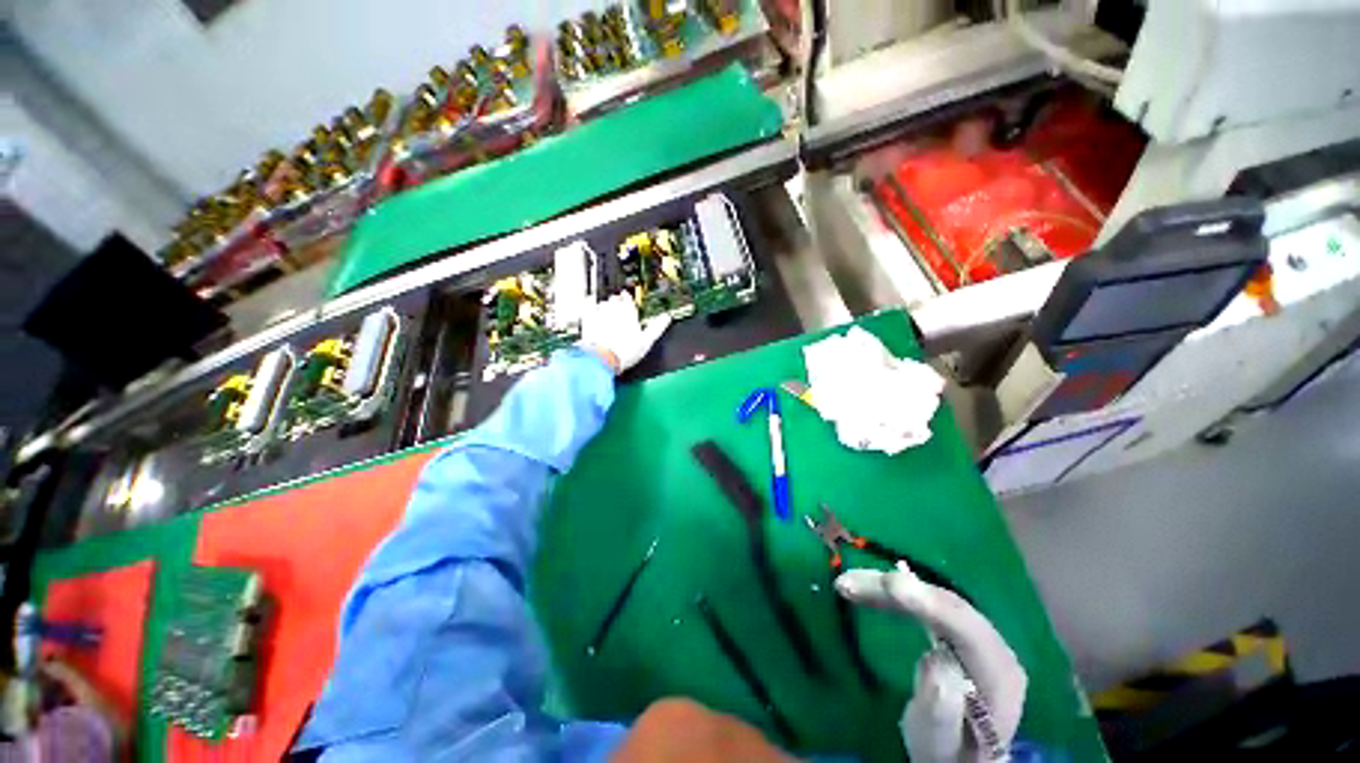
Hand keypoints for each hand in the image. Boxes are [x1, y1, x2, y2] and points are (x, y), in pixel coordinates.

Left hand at [580, 294, 671, 374]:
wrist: (601, 359)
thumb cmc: (623, 352)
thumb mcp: (646, 342)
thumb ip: (657, 328)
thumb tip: (667, 318)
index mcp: (628, 313)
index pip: (629, 299)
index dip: (629, 299)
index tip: (628, 300)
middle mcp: (613, 309)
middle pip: (615, 299)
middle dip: (617, 302)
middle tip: (619, 307)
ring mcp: (598, 314)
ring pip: (602, 303)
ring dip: (605, 305)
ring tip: (607, 311)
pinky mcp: (587, 321)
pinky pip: (588, 307)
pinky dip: (590, 306)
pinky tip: (591, 309)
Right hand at [837, 564, 1026, 761]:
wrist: (961, 754)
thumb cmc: (948, 753)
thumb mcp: (942, 744)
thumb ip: (942, 712)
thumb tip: (935, 660)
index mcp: (998, 673)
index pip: (966, 629)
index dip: (930, 604)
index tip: (891, 586)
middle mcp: (990, 644)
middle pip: (944, 603)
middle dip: (895, 588)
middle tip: (849, 583)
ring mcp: (971, 631)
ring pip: (929, 595)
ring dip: (885, 586)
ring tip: (847, 583)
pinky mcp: (950, 626)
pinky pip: (921, 601)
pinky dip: (889, 593)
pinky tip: (866, 587)